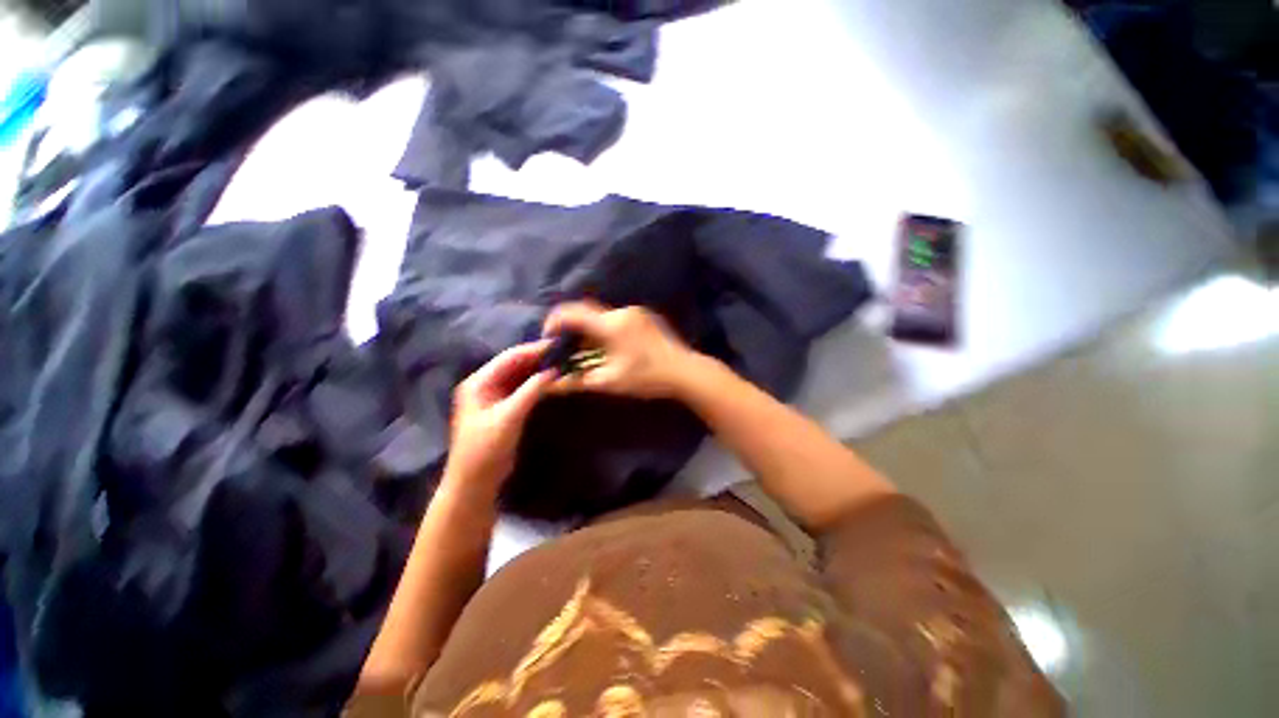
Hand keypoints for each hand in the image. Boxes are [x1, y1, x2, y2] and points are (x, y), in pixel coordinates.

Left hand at [445, 341, 552, 495]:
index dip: (534, 350)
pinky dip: (537, 384)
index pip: (510, 357)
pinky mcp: (504, 407)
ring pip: (520, 375)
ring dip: (539, 370)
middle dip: (538, 358)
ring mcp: (494, 396)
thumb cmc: (486, 449)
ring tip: (563, 364)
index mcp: (479, 382)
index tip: (558, 345)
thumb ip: (530, 391)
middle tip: (565, 354)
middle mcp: (485, 384)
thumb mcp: (508, 417)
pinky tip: (552, 381)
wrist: (474, 483)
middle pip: (515, 364)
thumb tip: (553, 369)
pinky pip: (523, 388)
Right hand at [543, 301, 698, 399]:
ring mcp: (636, 312)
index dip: (554, 321)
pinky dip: (605, 329)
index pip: (572, 312)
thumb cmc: (646, 377)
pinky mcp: (646, 317)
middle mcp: (622, 311)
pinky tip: (609, 347)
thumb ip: (576, 381)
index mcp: (611, 324)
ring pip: (603, 316)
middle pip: (587, 313)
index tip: (547, 336)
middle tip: (566, 347)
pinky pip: (617, 318)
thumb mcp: (609, 381)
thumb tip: (548, 385)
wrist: (686, 372)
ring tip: (587, 350)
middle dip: (573, 328)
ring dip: (590, 329)